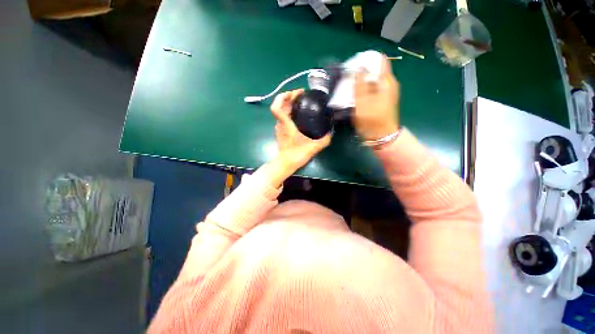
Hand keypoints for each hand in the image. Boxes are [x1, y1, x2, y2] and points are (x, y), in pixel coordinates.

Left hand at [270, 89, 331, 173]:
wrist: (285, 164)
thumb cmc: (296, 155)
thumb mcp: (313, 148)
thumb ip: (324, 140)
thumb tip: (331, 132)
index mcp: (286, 125)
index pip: (277, 107)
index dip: (283, 97)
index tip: (295, 93)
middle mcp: (280, 124)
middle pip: (279, 105)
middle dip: (289, 96)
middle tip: (302, 94)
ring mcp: (279, 127)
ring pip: (281, 110)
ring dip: (288, 103)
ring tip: (301, 100)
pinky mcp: (281, 131)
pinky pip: (283, 116)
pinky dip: (288, 110)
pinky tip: (298, 113)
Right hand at [353, 55, 399, 140]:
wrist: (382, 137)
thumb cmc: (372, 120)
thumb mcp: (363, 102)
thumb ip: (359, 84)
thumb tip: (357, 67)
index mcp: (386, 81)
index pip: (379, 60)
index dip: (366, 59)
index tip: (353, 64)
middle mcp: (388, 84)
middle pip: (374, 71)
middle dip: (361, 71)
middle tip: (347, 76)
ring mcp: (385, 93)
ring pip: (372, 81)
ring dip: (360, 82)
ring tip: (348, 86)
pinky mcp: (381, 101)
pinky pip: (371, 90)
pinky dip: (363, 90)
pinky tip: (354, 95)